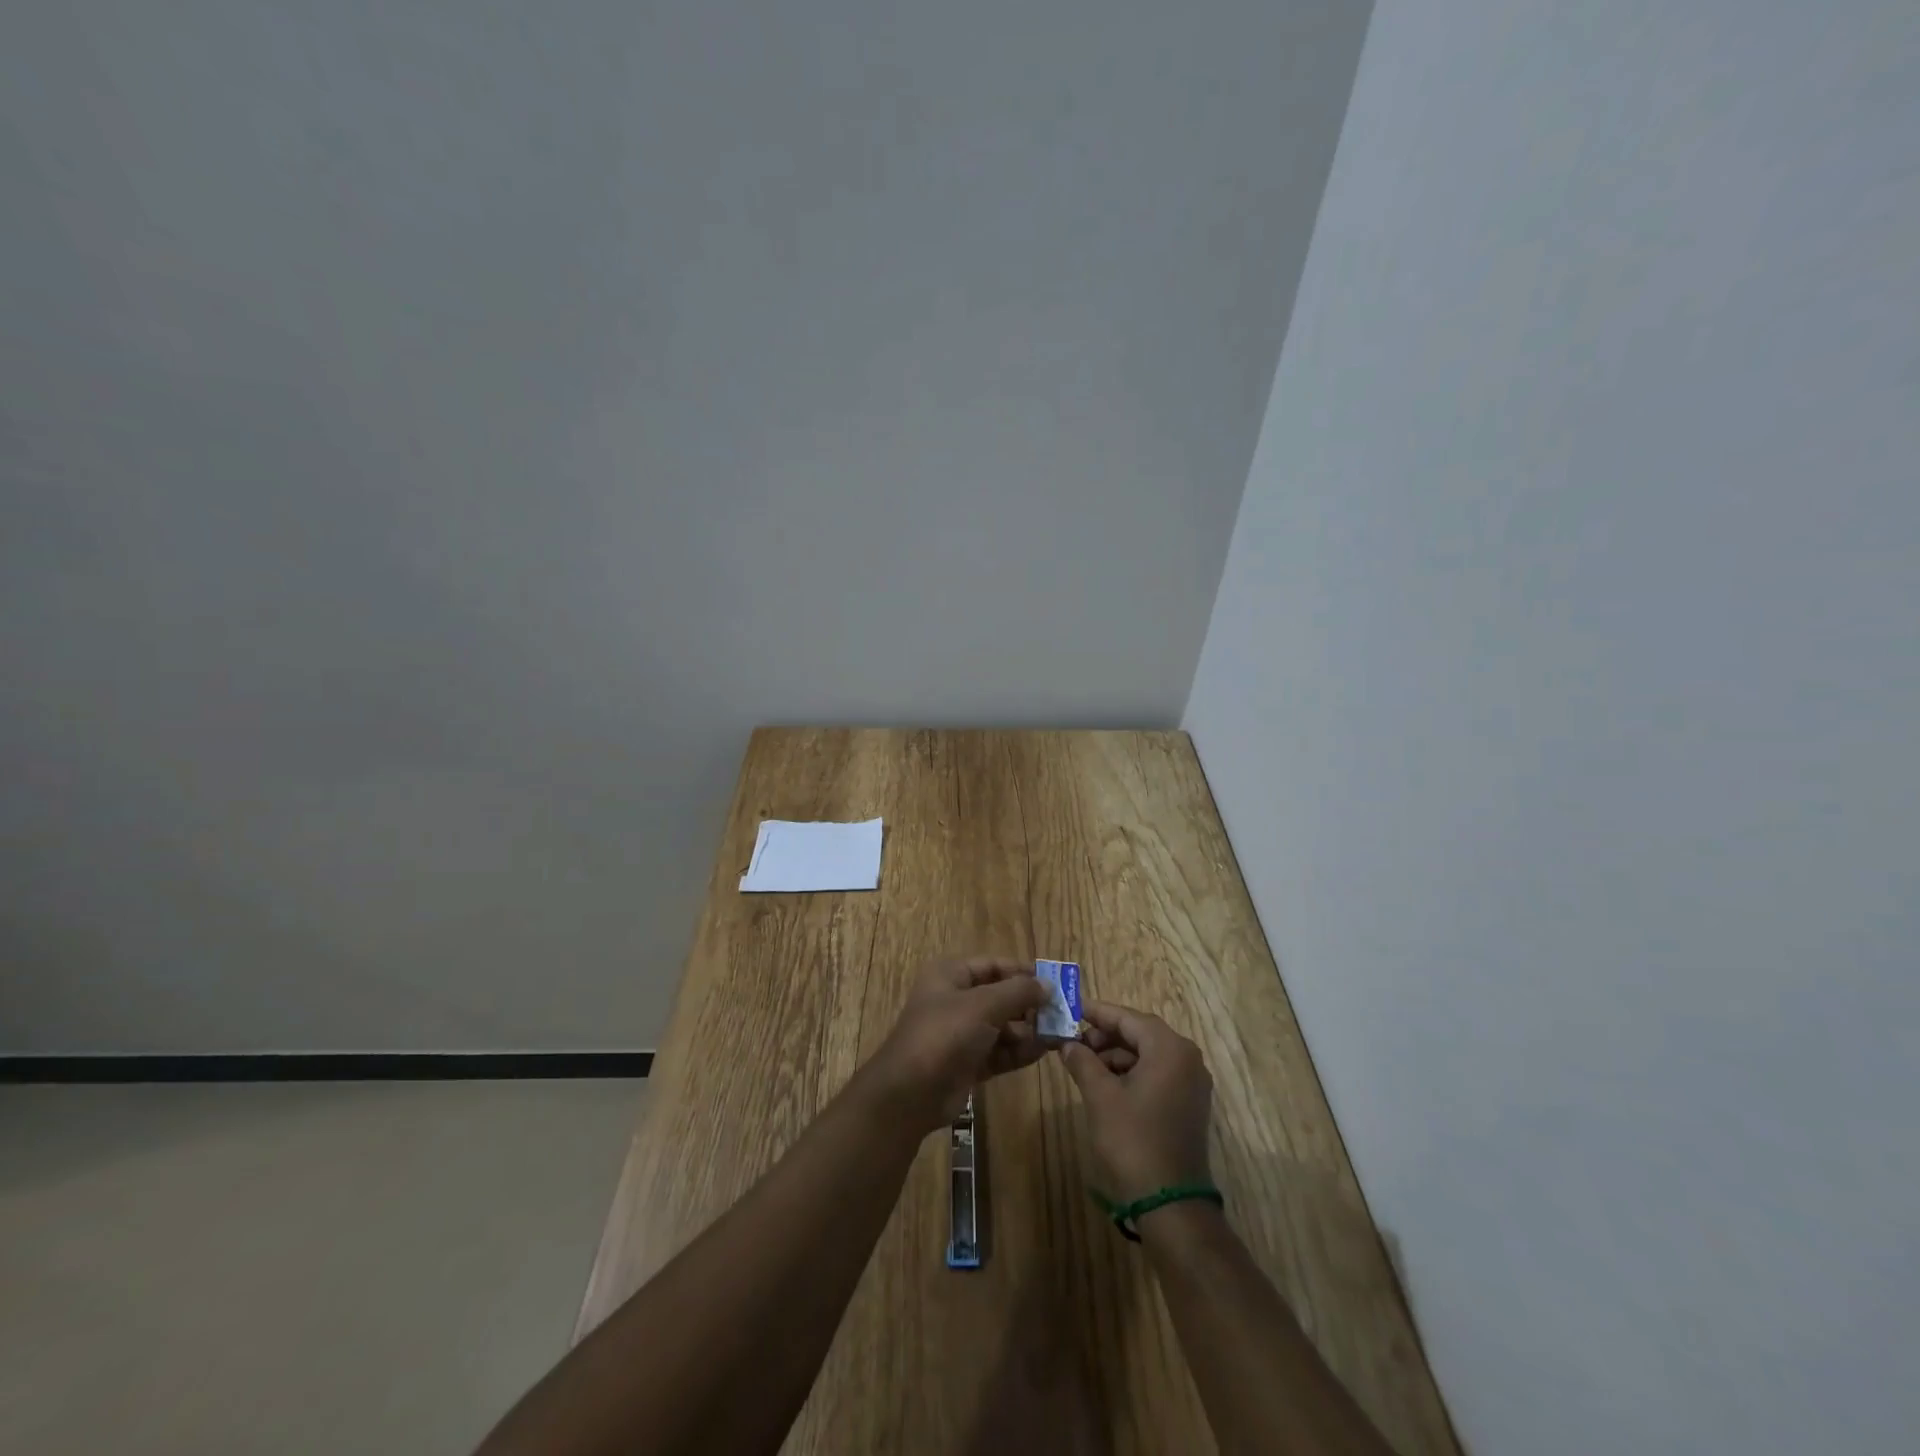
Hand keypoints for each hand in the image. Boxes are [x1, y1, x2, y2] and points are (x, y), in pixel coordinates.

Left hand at [857, 957, 1051, 1133]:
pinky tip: (1042, 1052)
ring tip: (1056, 1035)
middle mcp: (955, 1000)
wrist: (910, 1093)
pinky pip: (999, 1051)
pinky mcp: (968, 1062)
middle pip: (1000, 996)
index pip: (993, 965)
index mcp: (951, 975)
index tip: (1055, 982)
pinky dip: (1018, 1051)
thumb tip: (1047, 985)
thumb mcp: (983, 1005)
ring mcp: (961, 1033)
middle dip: (1029, 1005)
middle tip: (1061, 1014)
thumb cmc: (945, 1034)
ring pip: (1002, 1026)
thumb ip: (1018, 992)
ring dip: (1028, 1030)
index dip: (1023, 972)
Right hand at [1060, 1000, 1213, 1202]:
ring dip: (1117, 1056)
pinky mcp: (1189, 1104)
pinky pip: (1157, 1073)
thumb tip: (1067, 1043)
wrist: (1169, 1203)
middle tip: (1074, 1042)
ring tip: (1084, 1066)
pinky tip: (1106, 1085)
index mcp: (1170, 1049)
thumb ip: (1082, 1061)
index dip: (1097, 1012)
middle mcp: (1187, 1058)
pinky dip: (1131, 1073)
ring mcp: (1191, 1083)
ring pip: (1148, 1054)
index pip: (1128, 1018)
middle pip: (1140, 1033)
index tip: (1070, 1008)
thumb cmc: (1133, 1140)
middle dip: (1106, 1036)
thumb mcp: (1101, 1096)